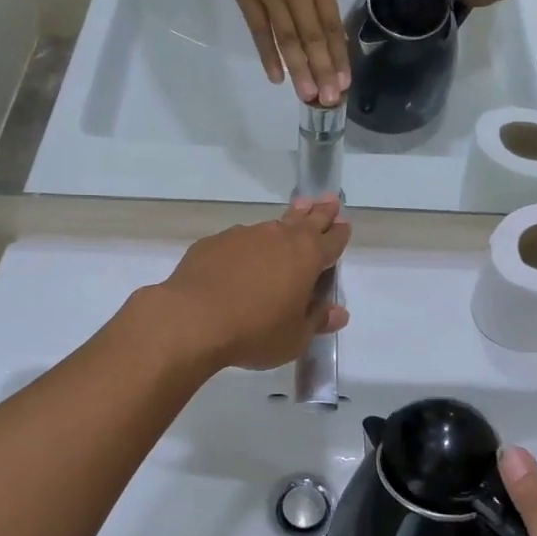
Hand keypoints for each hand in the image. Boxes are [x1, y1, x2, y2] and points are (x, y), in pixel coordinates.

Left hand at [151, 197, 350, 371]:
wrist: (192, 319)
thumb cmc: (255, 331)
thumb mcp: (294, 337)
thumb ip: (317, 320)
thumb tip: (339, 313)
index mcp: (307, 257)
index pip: (332, 240)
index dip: (340, 233)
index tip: (344, 224)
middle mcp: (279, 237)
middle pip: (306, 219)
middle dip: (320, 211)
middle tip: (329, 198)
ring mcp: (244, 235)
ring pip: (273, 224)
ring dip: (286, 221)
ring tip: (293, 215)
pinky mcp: (215, 242)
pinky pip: (240, 239)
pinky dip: (249, 244)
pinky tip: (243, 254)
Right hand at [218, 0, 349, 105]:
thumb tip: (322, 30)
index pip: (331, 25)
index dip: (338, 56)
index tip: (345, 82)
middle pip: (312, 37)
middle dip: (322, 71)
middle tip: (329, 101)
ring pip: (287, 38)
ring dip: (299, 70)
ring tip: (308, 96)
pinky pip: (259, 30)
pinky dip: (268, 54)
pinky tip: (277, 77)